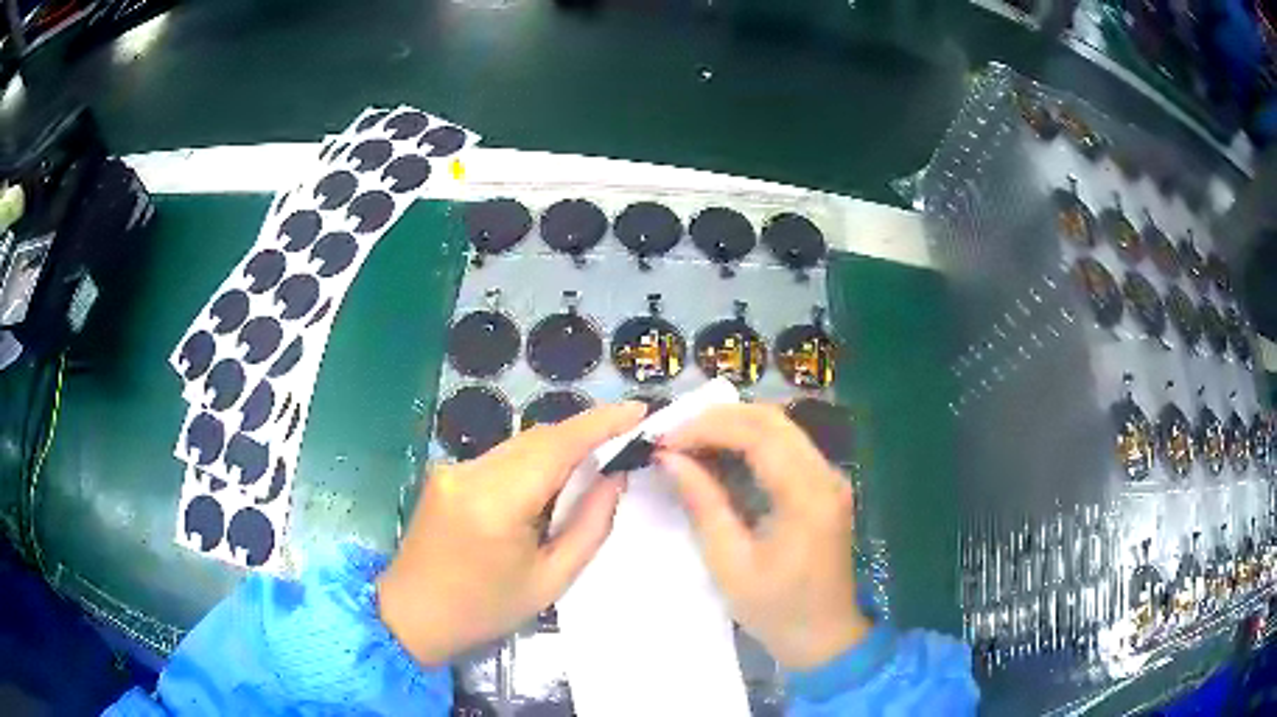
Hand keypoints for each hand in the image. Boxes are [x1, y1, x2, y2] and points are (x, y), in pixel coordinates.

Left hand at [377, 402, 645, 664]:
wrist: (413, 615)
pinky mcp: (446, 473)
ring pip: (520, 444)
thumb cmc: (485, 609)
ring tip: (594, 463)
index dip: (600, 423)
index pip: (557, 446)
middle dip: (585, 434)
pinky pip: (501, 457)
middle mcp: (470, 472)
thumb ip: (590, 524)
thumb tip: (613, 476)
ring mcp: (453, 469)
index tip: (638, 410)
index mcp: (496, 503)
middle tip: (626, 439)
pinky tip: (549, 483)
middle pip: (539, 438)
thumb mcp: (551, 579)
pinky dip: (533, 462)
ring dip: (559, 449)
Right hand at [657, 404, 870, 670]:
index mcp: (807, 496)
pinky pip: (786, 446)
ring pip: (779, 427)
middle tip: (672, 435)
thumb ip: (703, 504)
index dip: (706, 427)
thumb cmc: (775, 609)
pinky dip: (749, 442)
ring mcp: (829, 477)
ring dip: (732, 426)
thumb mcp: (729, 563)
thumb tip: (669, 458)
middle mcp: (825, 474)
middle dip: (717, 418)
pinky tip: (719, 455)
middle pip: (771, 419)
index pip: (757, 434)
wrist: (824, 636)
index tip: (664, 440)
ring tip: (688, 442)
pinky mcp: (824, 485)